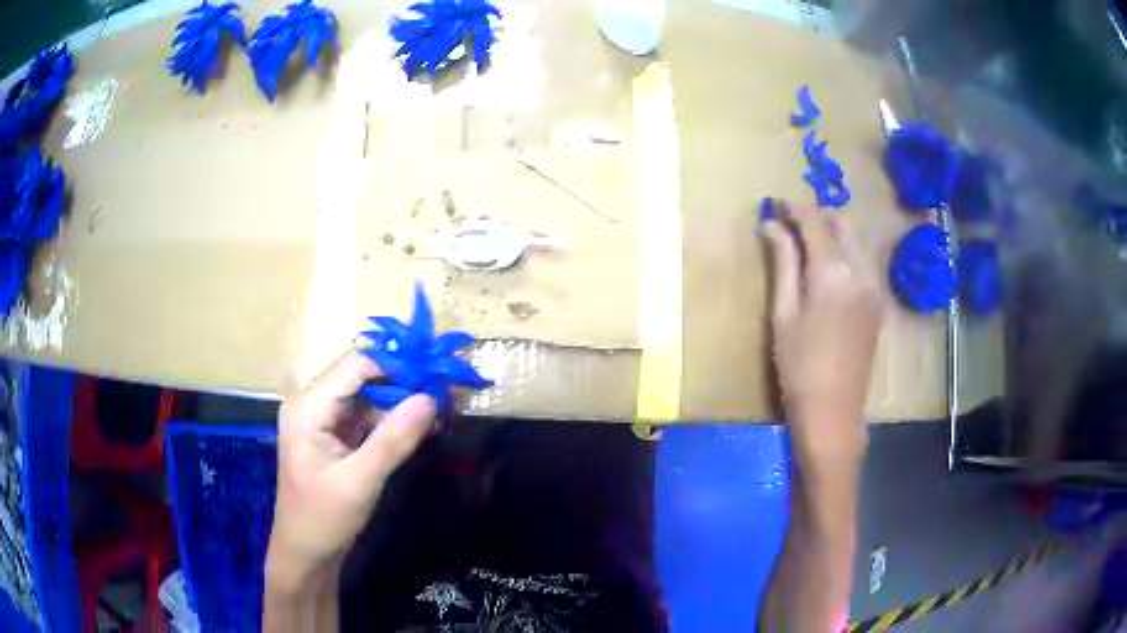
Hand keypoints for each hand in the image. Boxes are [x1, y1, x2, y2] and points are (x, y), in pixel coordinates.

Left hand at [266, 351, 436, 589]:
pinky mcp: (334, 436)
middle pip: (362, 377)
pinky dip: (393, 422)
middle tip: (445, 394)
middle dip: (403, 383)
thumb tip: (431, 398)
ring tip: (440, 411)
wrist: (306, 553)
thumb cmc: (323, 519)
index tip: (437, 376)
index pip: (356, 365)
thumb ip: (393, 440)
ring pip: (368, 396)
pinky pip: (367, 417)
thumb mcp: (359, 482)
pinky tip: (420, 429)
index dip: (397, 365)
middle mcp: (313, 403)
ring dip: (401, 403)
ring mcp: (323, 419)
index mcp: (308, 406)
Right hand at [762, 202, 881, 463]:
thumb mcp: (783, 312)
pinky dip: (846, 253)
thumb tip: (772, 225)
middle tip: (790, 222)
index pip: (814, 222)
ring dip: (833, 233)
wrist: (833, 411)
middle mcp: (861, 271)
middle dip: (817, 215)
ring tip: (807, 242)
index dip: (793, 209)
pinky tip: (829, 269)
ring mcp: (875, 287)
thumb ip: (783, 263)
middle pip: (842, 223)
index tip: (774, 204)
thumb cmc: (799, 365)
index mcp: (833, 271)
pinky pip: (863, 263)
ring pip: (855, 242)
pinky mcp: (878, 303)